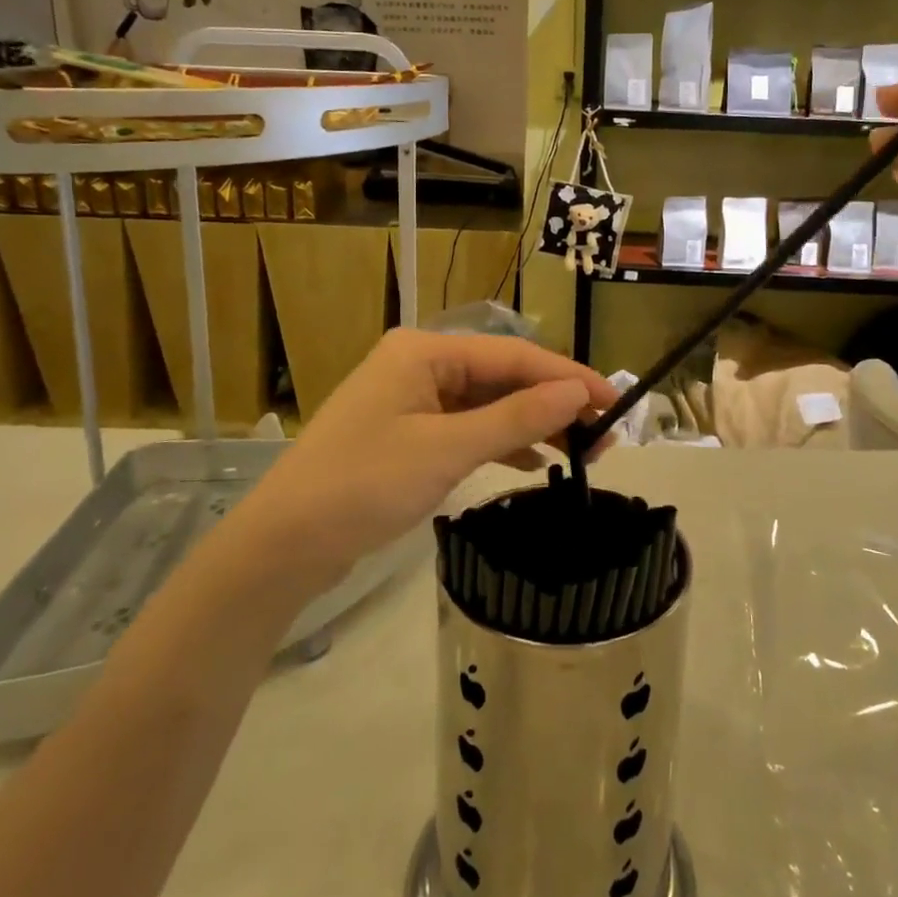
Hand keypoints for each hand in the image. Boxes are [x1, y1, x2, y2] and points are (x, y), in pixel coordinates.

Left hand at [227, 330, 616, 583]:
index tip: (614, 400)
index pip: (513, 355)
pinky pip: (468, 426)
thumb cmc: (363, 485)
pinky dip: (501, 440)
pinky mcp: (408, 433)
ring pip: (488, 403)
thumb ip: (516, 418)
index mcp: (425, 351)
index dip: (567, 376)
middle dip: (552, 403)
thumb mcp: (446, 450)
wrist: (283, 545)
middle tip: (604, 435)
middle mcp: (420, 364)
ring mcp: (412, 399)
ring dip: (532, 424)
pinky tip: (533, 460)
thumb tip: (577, 392)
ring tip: (581, 451)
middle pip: (502, 377)